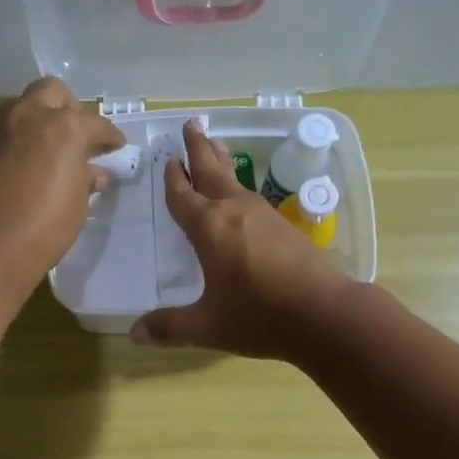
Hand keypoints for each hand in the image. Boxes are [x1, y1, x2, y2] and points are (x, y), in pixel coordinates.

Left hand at [0, 77, 123, 277]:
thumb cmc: (46, 226)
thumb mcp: (77, 204)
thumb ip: (86, 179)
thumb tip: (95, 173)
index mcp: (64, 127)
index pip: (96, 123)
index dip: (109, 136)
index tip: (115, 146)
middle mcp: (28, 117)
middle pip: (51, 92)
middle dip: (67, 108)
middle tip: (74, 135)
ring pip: (19, 110)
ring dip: (34, 124)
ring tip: (43, 152)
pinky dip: (10, 147)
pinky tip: (14, 171)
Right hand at [132, 120, 352, 359]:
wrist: (324, 313)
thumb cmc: (259, 317)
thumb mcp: (208, 326)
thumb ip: (170, 327)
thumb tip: (134, 335)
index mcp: (208, 228)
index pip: (183, 196)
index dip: (173, 179)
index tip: (167, 160)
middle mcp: (233, 211)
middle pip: (211, 170)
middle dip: (198, 148)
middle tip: (191, 124)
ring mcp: (262, 214)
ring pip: (234, 179)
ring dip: (221, 160)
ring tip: (215, 144)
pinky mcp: (284, 225)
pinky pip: (251, 194)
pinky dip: (239, 183)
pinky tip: (241, 193)